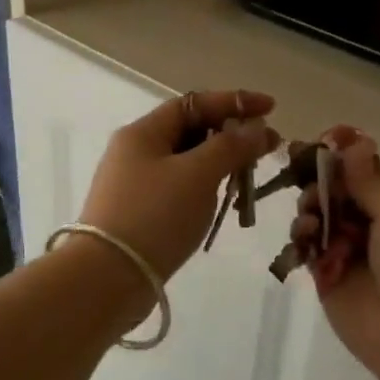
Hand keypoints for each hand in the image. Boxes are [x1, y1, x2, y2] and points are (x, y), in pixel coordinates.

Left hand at [80, 90, 279, 279]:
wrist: (108, 277)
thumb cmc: (155, 216)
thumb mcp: (198, 175)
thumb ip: (230, 146)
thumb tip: (256, 128)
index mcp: (143, 133)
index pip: (193, 103)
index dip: (234, 102)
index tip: (271, 108)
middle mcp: (135, 152)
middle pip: (190, 132)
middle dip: (231, 136)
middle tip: (268, 149)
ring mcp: (135, 185)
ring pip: (187, 163)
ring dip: (221, 165)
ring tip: (250, 179)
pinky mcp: (139, 214)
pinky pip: (180, 190)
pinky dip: (205, 190)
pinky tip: (223, 204)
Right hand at [292, 128, 379, 379]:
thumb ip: (370, 179)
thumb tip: (350, 140)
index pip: (365, 169)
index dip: (338, 156)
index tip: (309, 145)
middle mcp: (379, 224)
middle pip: (337, 190)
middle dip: (319, 183)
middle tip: (307, 185)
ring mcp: (353, 252)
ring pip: (319, 216)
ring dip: (310, 210)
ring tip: (311, 222)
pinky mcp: (329, 278)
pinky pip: (307, 247)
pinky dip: (301, 238)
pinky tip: (304, 240)